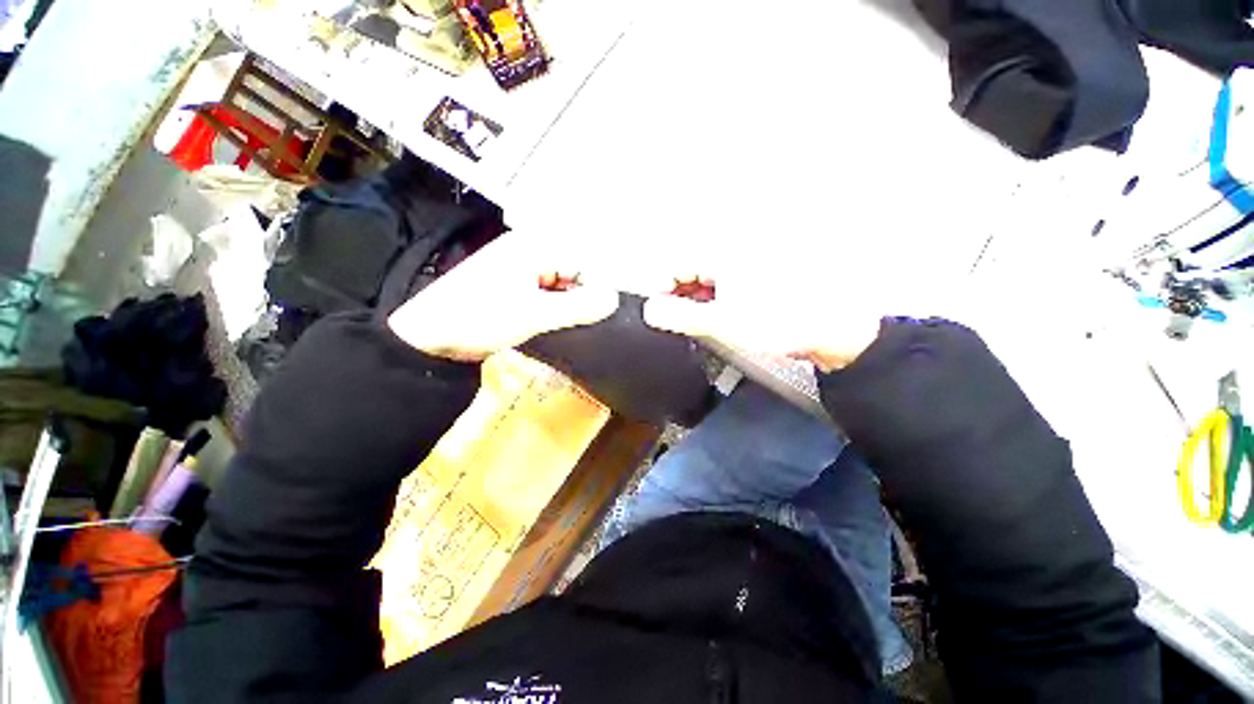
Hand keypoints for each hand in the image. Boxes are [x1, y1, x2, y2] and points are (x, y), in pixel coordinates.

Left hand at [388, 234, 619, 361]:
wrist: (430, 336)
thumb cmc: (480, 317)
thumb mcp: (534, 313)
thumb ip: (577, 306)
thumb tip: (614, 300)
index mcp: (534, 247)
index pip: (583, 263)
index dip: (595, 289)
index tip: (600, 316)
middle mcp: (530, 251)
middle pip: (574, 271)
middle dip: (582, 297)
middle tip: (583, 323)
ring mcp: (522, 269)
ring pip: (562, 283)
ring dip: (569, 304)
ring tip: (565, 324)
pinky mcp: (516, 286)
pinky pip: (549, 292)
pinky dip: (556, 307)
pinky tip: (554, 322)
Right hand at [643, 274, 883, 372]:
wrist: (833, 327)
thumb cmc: (778, 322)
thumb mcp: (721, 322)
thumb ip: (680, 316)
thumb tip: (649, 310)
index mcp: (722, 252)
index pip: (674, 264)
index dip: (661, 290)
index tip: (659, 314)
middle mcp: (733, 248)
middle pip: (688, 267)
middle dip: (678, 295)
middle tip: (680, 321)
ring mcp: (746, 260)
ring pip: (705, 275)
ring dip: (696, 298)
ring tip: (703, 321)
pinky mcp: (756, 273)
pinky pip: (723, 280)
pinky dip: (714, 297)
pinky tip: (721, 314)